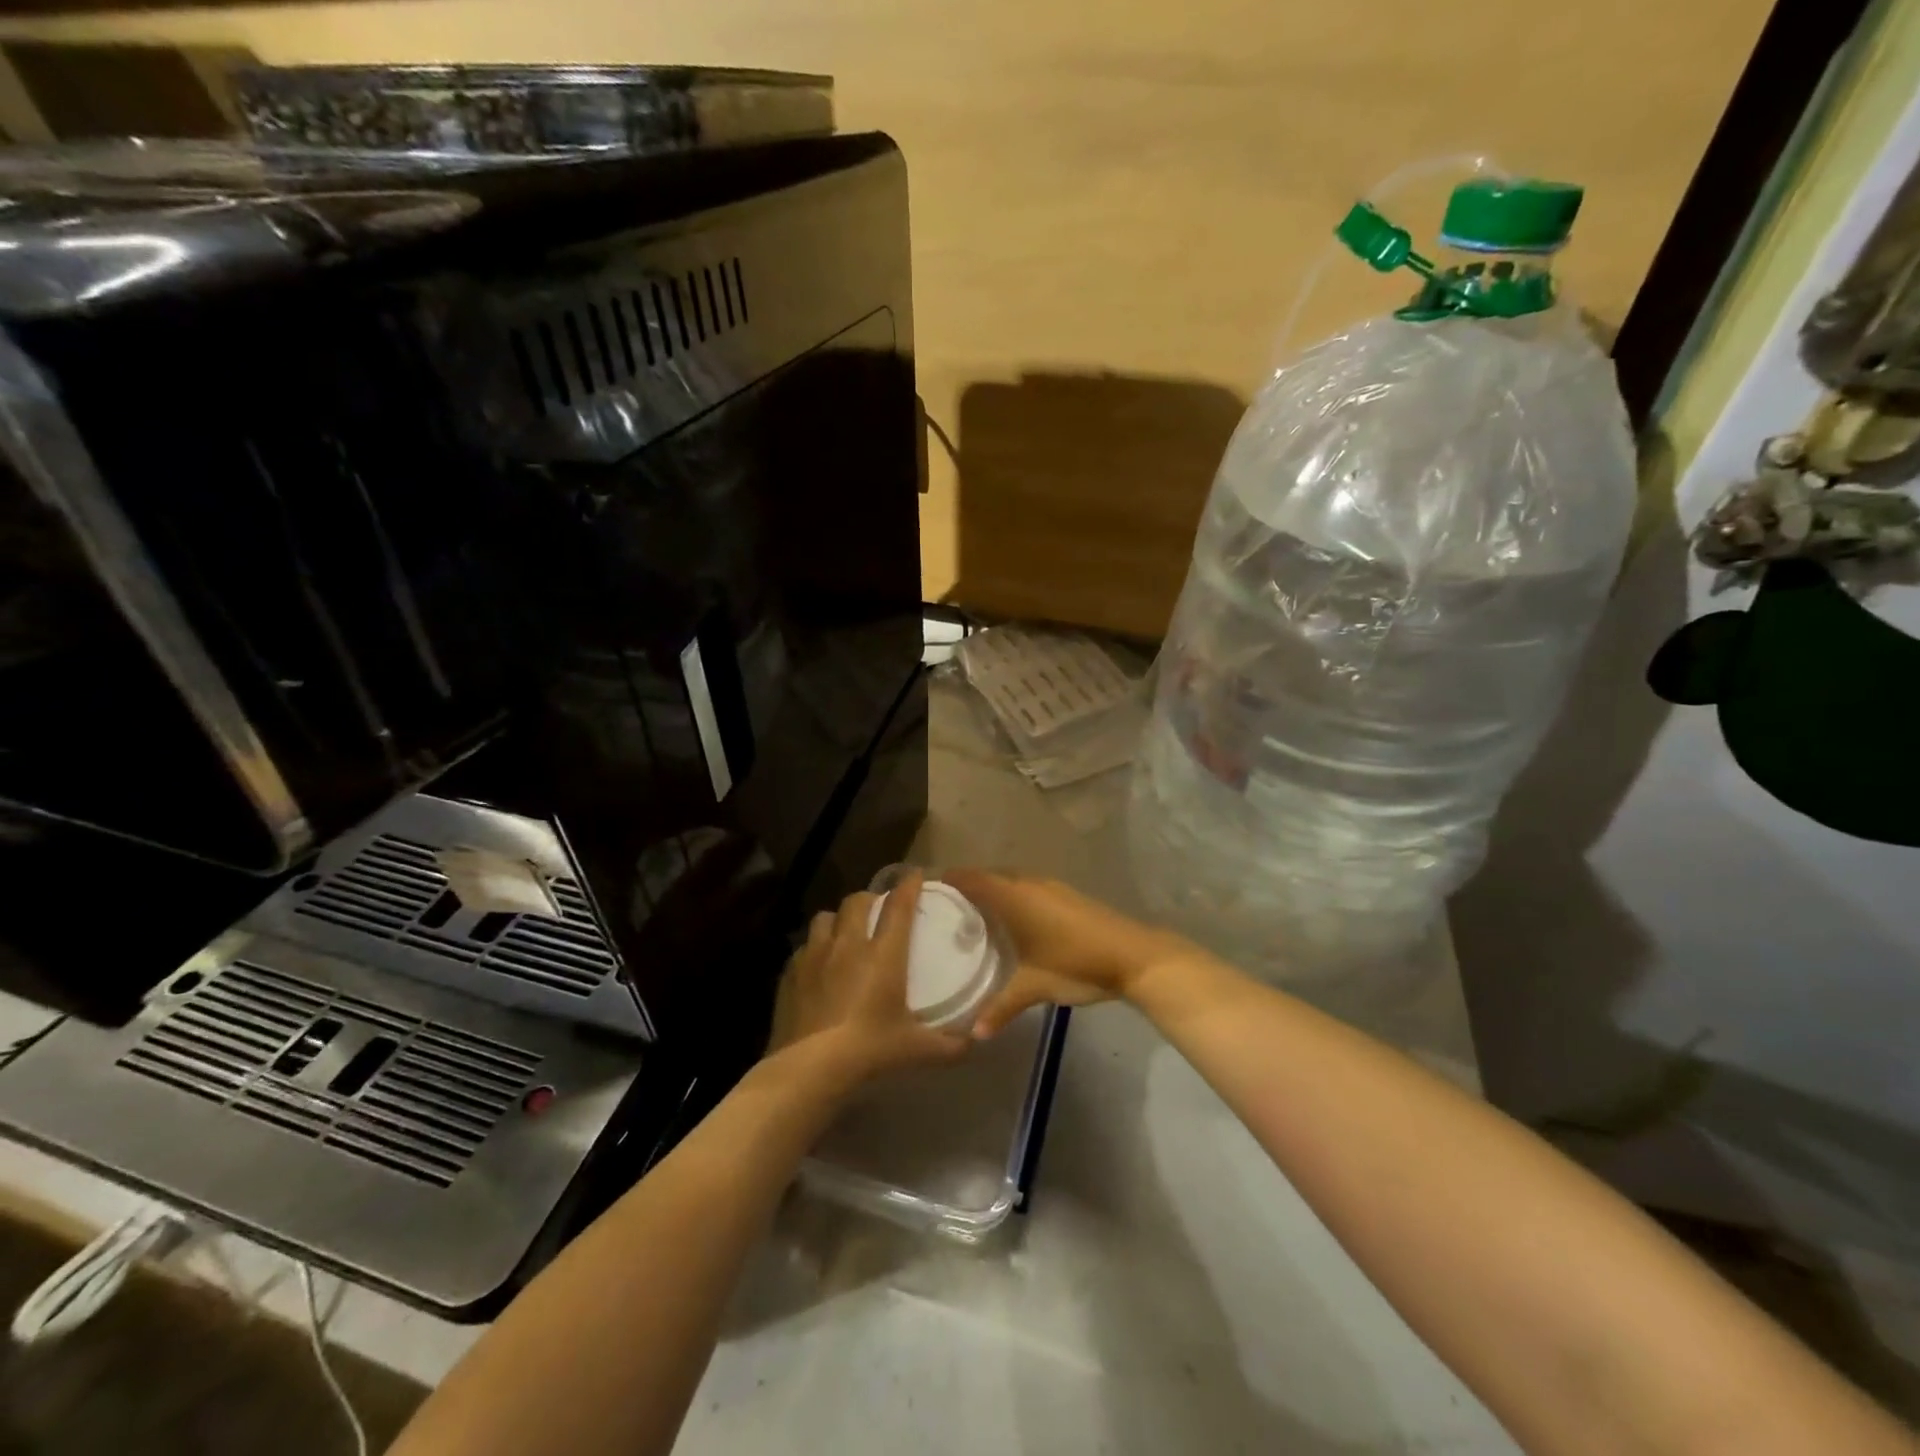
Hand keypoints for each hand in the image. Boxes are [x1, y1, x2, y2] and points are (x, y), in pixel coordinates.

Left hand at [769, 871, 968, 1087]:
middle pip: (857, 901)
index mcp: (883, 954)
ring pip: (825, 917)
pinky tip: (818, 965)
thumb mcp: (917, 1050)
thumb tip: (975, 1042)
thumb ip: (950, 1045)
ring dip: (837, 919)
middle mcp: (848, 944)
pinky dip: (814, 948)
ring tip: (843, 932)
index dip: (908, 886)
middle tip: (878, 909)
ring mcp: (815, 956)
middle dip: (870, 898)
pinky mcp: (790, 973)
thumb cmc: (870, 1051)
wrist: (810, 1068)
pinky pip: (803, 947)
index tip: (915, 875)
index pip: (898, 906)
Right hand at [943, 871, 1194, 1036]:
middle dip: (967, 886)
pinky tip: (1010, 921)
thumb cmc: (1077, 964)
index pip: (973, 878)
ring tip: (971, 913)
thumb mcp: (1035, 988)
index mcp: (1014, 896)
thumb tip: (973, 1034)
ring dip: (992, 890)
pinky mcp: (1066, 895)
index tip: (927, 889)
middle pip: (990, 876)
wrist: (1134, 956)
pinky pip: (1027, 887)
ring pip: (1011, 880)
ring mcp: (1051, 887)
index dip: (950, 880)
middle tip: (944, 907)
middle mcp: (1029, 883)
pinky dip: (1011, 896)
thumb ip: (1002, 1007)